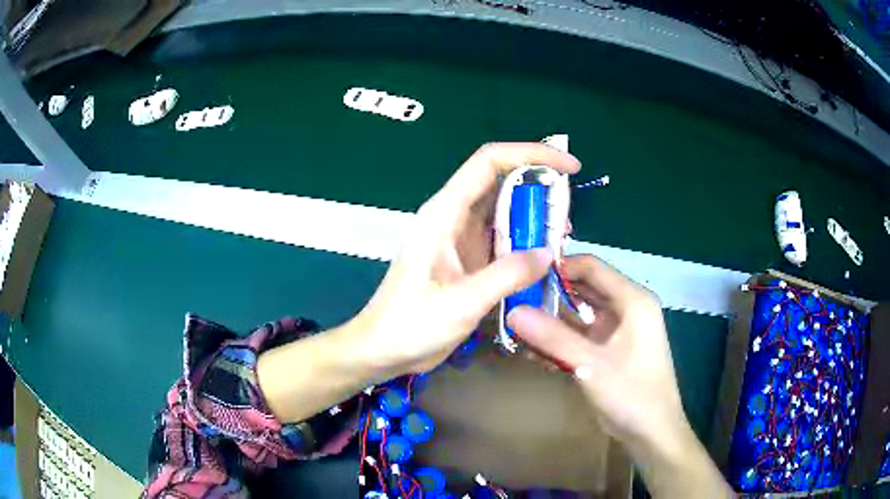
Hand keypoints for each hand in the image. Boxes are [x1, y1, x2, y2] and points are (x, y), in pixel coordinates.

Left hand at [351, 143, 579, 377]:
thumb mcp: (460, 302)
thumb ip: (506, 275)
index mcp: (445, 213)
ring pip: (505, 213)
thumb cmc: (409, 325)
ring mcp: (461, 239)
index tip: (568, 167)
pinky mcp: (468, 261)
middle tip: (569, 210)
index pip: (489, 163)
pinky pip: (503, 241)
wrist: (382, 350)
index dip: (531, 154)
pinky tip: (545, 258)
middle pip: (501, 183)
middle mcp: (454, 218)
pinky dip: (526, 243)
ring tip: (563, 235)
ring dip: (535, 218)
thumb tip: (548, 253)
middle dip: (539, 188)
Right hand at [507, 255, 733, 496]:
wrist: (652, 433)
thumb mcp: (591, 365)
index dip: (558, 267)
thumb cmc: (631, 394)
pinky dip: (560, 341)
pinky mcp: (609, 349)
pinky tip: (534, 352)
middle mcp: (627, 308)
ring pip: (579, 314)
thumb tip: (512, 311)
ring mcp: (618, 330)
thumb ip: (553, 337)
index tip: (522, 276)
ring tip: (517, 328)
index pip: (592, 267)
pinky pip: (581, 336)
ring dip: (551, 321)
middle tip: (513, 301)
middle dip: (550, 295)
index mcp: (633, 300)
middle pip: (584, 288)